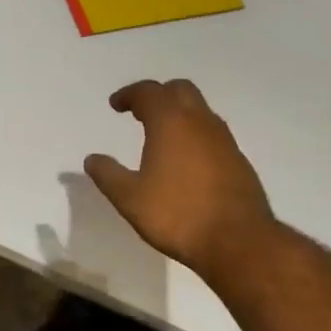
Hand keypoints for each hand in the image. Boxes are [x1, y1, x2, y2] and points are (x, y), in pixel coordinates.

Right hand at [84, 80, 274, 278]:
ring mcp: (224, 139)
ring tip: (161, 135)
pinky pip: (212, 133)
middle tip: (140, 112)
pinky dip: (195, 133)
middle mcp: (200, 121)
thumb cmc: (177, 215)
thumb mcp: (130, 199)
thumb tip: (92, 159)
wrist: (238, 240)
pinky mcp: (238, 159)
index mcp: (171, 122)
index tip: (116, 105)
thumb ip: (108, 175)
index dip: (129, 94)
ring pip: (199, 110)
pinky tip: (186, 159)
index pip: (148, 92)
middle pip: (179, 90)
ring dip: (179, 113)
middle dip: (158, 95)